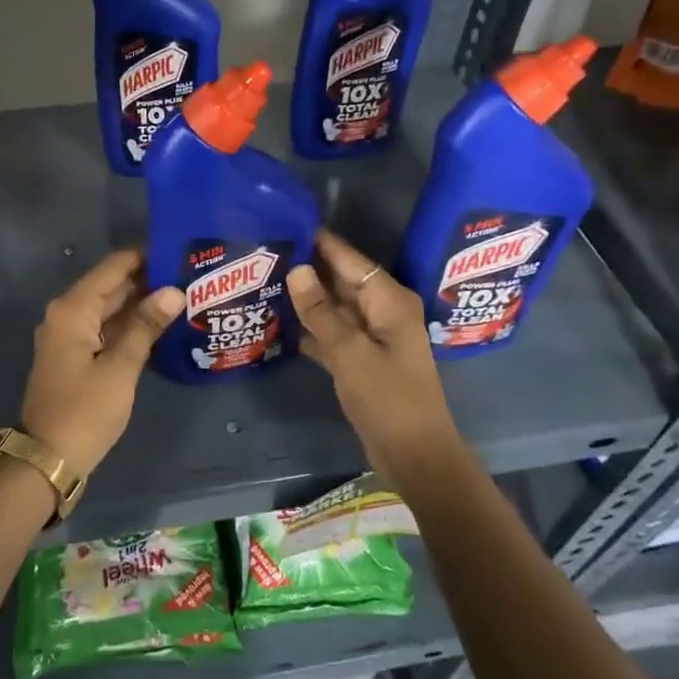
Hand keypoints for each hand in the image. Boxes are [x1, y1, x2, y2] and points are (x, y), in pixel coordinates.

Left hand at [22, 250, 183, 471]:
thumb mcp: (120, 368)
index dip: (145, 255)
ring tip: (185, 294)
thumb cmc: (85, 411)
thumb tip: (174, 291)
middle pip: (111, 286)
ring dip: (142, 304)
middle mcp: (67, 314)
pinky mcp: (76, 356)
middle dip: (148, 280)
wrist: (48, 459)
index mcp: (73, 309)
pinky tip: (163, 326)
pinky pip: (106, 329)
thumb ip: (146, 326)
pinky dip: (131, 326)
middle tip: (190, 273)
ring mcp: (70, 336)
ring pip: (110, 309)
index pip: (113, 267)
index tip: (179, 248)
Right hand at [286, 230, 465, 482]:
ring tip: (264, 281)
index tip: (285, 223)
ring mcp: (372, 337)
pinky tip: (279, 322)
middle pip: (341, 281)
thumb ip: (321, 311)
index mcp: (389, 300)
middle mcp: (382, 311)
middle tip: (264, 254)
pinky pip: (332, 334)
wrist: (414, 455)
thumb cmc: (388, 398)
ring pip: (334, 308)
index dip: (319, 242)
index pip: (350, 259)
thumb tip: (296, 269)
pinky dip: (311, 329)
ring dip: (305, 299)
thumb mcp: (350, 352)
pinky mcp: (361, 360)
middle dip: (307, 269)